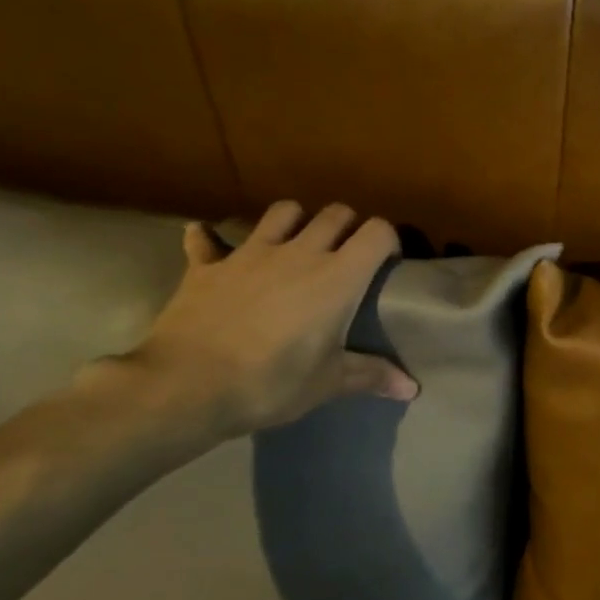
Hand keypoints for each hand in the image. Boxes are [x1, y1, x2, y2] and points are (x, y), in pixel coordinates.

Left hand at [118, 201, 417, 448]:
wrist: (187, 386)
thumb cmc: (272, 382)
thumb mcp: (328, 383)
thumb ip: (371, 376)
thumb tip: (412, 388)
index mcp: (337, 277)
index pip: (378, 232)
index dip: (388, 240)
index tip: (387, 263)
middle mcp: (299, 252)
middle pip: (335, 213)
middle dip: (347, 226)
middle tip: (345, 255)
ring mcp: (250, 253)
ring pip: (282, 211)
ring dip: (294, 221)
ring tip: (293, 244)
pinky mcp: (208, 266)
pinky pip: (207, 240)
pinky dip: (210, 240)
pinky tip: (208, 245)